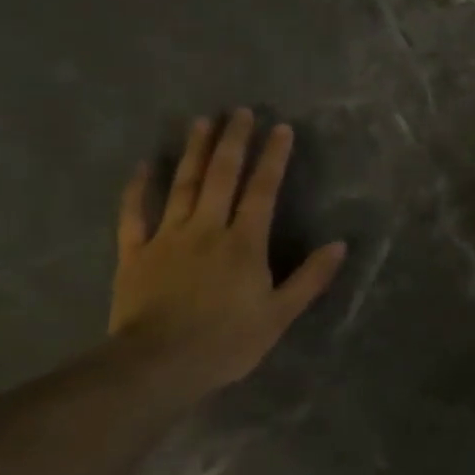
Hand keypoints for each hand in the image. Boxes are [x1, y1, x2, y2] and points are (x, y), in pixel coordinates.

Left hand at [110, 108, 345, 400]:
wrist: (159, 364)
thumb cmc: (227, 342)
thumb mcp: (280, 315)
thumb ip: (310, 278)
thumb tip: (340, 245)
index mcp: (244, 243)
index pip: (262, 191)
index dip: (273, 158)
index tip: (281, 128)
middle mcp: (206, 229)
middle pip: (221, 176)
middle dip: (233, 141)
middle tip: (239, 111)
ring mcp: (167, 237)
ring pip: (183, 185)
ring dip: (194, 151)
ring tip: (202, 121)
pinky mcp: (135, 252)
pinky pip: (135, 213)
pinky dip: (139, 188)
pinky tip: (145, 165)